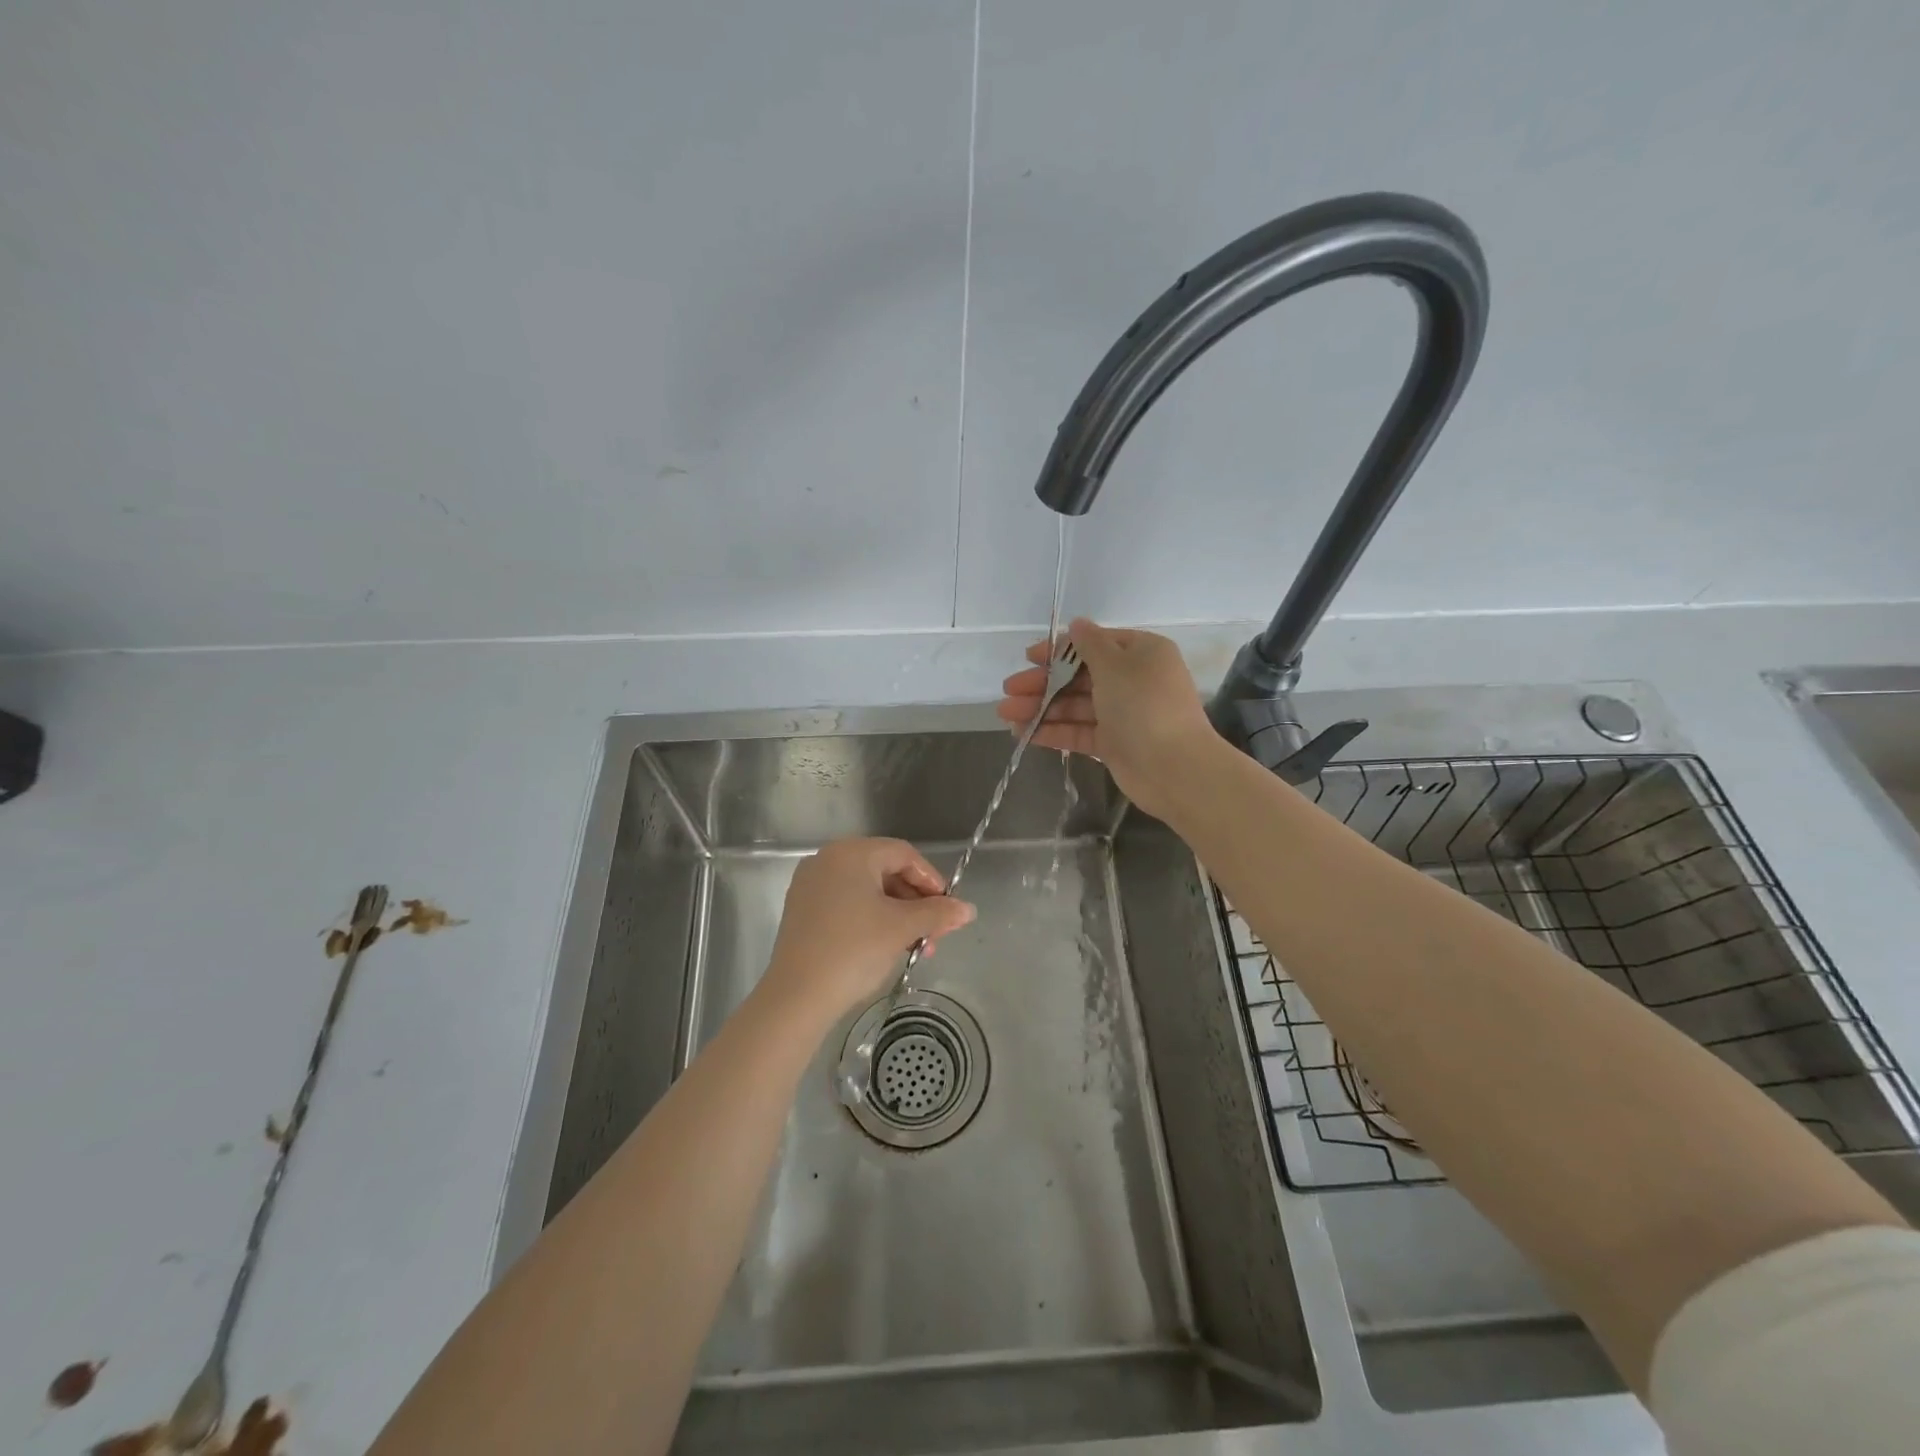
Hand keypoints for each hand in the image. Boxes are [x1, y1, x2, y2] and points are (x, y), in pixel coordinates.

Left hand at [761, 838, 975, 1021]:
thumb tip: (969, 909)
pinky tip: (886, 946)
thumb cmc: (854, 951)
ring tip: (915, 947)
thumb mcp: (902, 928)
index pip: (903, 854)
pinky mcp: (802, 910)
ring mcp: (811, 885)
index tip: (948, 909)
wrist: (797, 997)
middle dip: (916, 902)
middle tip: (934, 933)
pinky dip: (871, 919)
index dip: (931, 880)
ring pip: (867, 890)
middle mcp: (827, 860)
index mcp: (851, 853)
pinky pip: (847, 903)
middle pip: (885, 870)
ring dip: (897, 914)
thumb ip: (938, 913)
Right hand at [996, 618, 1219, 819]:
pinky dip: (1052, 731)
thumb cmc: (1144, 705)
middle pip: (1079, 676)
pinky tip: (1024, 733)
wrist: (1174, 768)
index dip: (1058, 650)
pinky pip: (1078, 731)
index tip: (1028, 657)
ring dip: (1041, 708)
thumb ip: (1089, 644)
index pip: (1093, 644)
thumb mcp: (1116, 665)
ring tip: (1006, 714)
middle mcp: (1132, 680)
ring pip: (1075, 706)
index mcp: (1141, 653)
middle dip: (1042, 683)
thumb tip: (1077, 623)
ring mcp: (1122, 714)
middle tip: (1009, 690)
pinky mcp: (1113, 743)